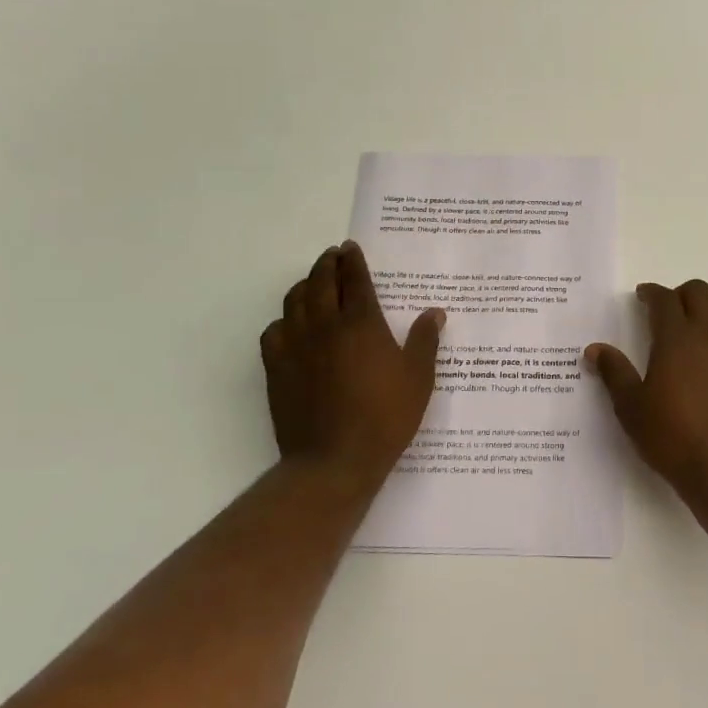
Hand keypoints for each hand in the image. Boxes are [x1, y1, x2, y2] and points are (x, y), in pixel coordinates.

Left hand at [261, 241, 445, 489]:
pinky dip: (284, 320)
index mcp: (362, 324)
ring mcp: (297, 345)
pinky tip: (291, 326)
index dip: (353, 261)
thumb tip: (434, 312)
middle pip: (321, 281)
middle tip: (333, 256)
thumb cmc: (385, 417)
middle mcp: (326, 325)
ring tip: (314, 282)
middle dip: (327, 263)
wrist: (334, 460)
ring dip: (305, 285)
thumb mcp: (418, 379)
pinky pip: (274, 331)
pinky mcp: (277, 368)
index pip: (356, 280)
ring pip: (294, 301)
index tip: (350, 248)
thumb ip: (425, 341)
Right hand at [586, 279, 707, 497]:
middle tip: (667, 311)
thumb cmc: (673, 438)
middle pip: (699, 293)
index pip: (664, 299)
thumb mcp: (631, 408)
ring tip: (694, 330)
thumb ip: (614, 373)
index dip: (651, 293)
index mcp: (675, 339)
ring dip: (707, 311)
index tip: (642, 296)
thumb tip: (594, 349)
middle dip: (681, 294)